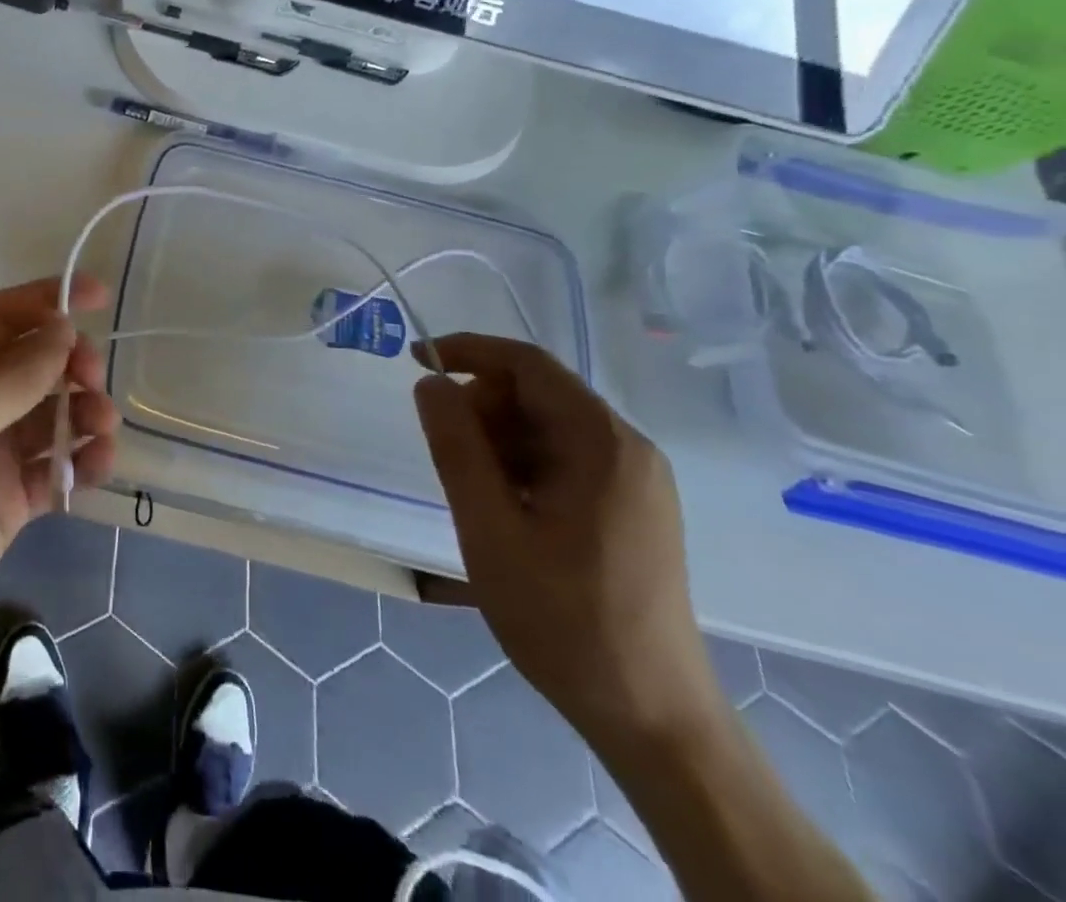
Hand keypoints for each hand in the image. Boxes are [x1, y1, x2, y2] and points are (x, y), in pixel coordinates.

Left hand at [0, 276, 119, 675]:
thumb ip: (14, 377)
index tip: (98, 294)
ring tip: (103, 426)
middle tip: (93, 377)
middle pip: (34, 363)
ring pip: (53, 414)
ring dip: (85, 411)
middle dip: (71, 362)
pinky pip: (56, 466)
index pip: (1, 316)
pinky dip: (82, 461)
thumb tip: (63, 330)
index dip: (47, 299)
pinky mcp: (11, 499)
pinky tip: (98, 464)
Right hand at [413, 334, 724, 747]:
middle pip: (538, 393)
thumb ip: (456, 448)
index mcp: (603, 445)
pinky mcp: (632, 508)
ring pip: (547, 427)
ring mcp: (636, 480)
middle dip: (482, 407)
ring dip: (498, 440)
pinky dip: (522, 465)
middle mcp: (629, 450)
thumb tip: (430, 383)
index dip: (467, 351)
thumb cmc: (564, 620)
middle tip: (446, 454)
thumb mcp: (490, 529)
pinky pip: (564, 458)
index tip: (415, 360)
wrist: (652, 718)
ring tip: (475, 493)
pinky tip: (505, 510)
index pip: (528, 364)